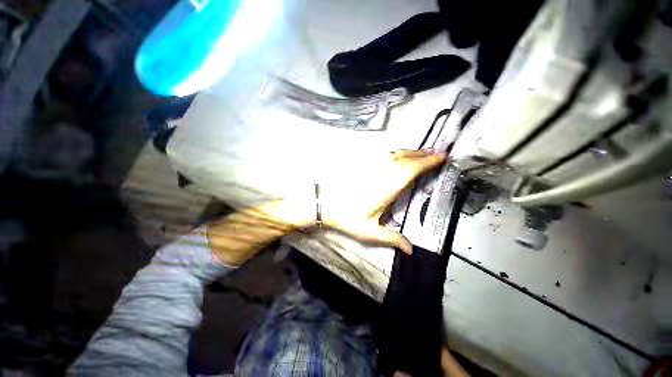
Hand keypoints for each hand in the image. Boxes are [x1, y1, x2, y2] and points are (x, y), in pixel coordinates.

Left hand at [320, 149, 445, 253]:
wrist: (324, 204)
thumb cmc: (347, 217)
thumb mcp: (370, 232)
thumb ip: (392, 239)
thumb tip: (411, 250)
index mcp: (387, 187)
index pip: (412, 169)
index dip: (427, 162)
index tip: (441, 157)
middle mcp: (381, 172)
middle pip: (406, 158)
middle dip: (422, 155)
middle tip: (436, 154)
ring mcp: (371, 166)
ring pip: (395, 153)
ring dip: (410, 152)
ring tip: (422, 154)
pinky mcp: (363, 165)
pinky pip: (384, 155)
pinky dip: (396, 153)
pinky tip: (398, 156)